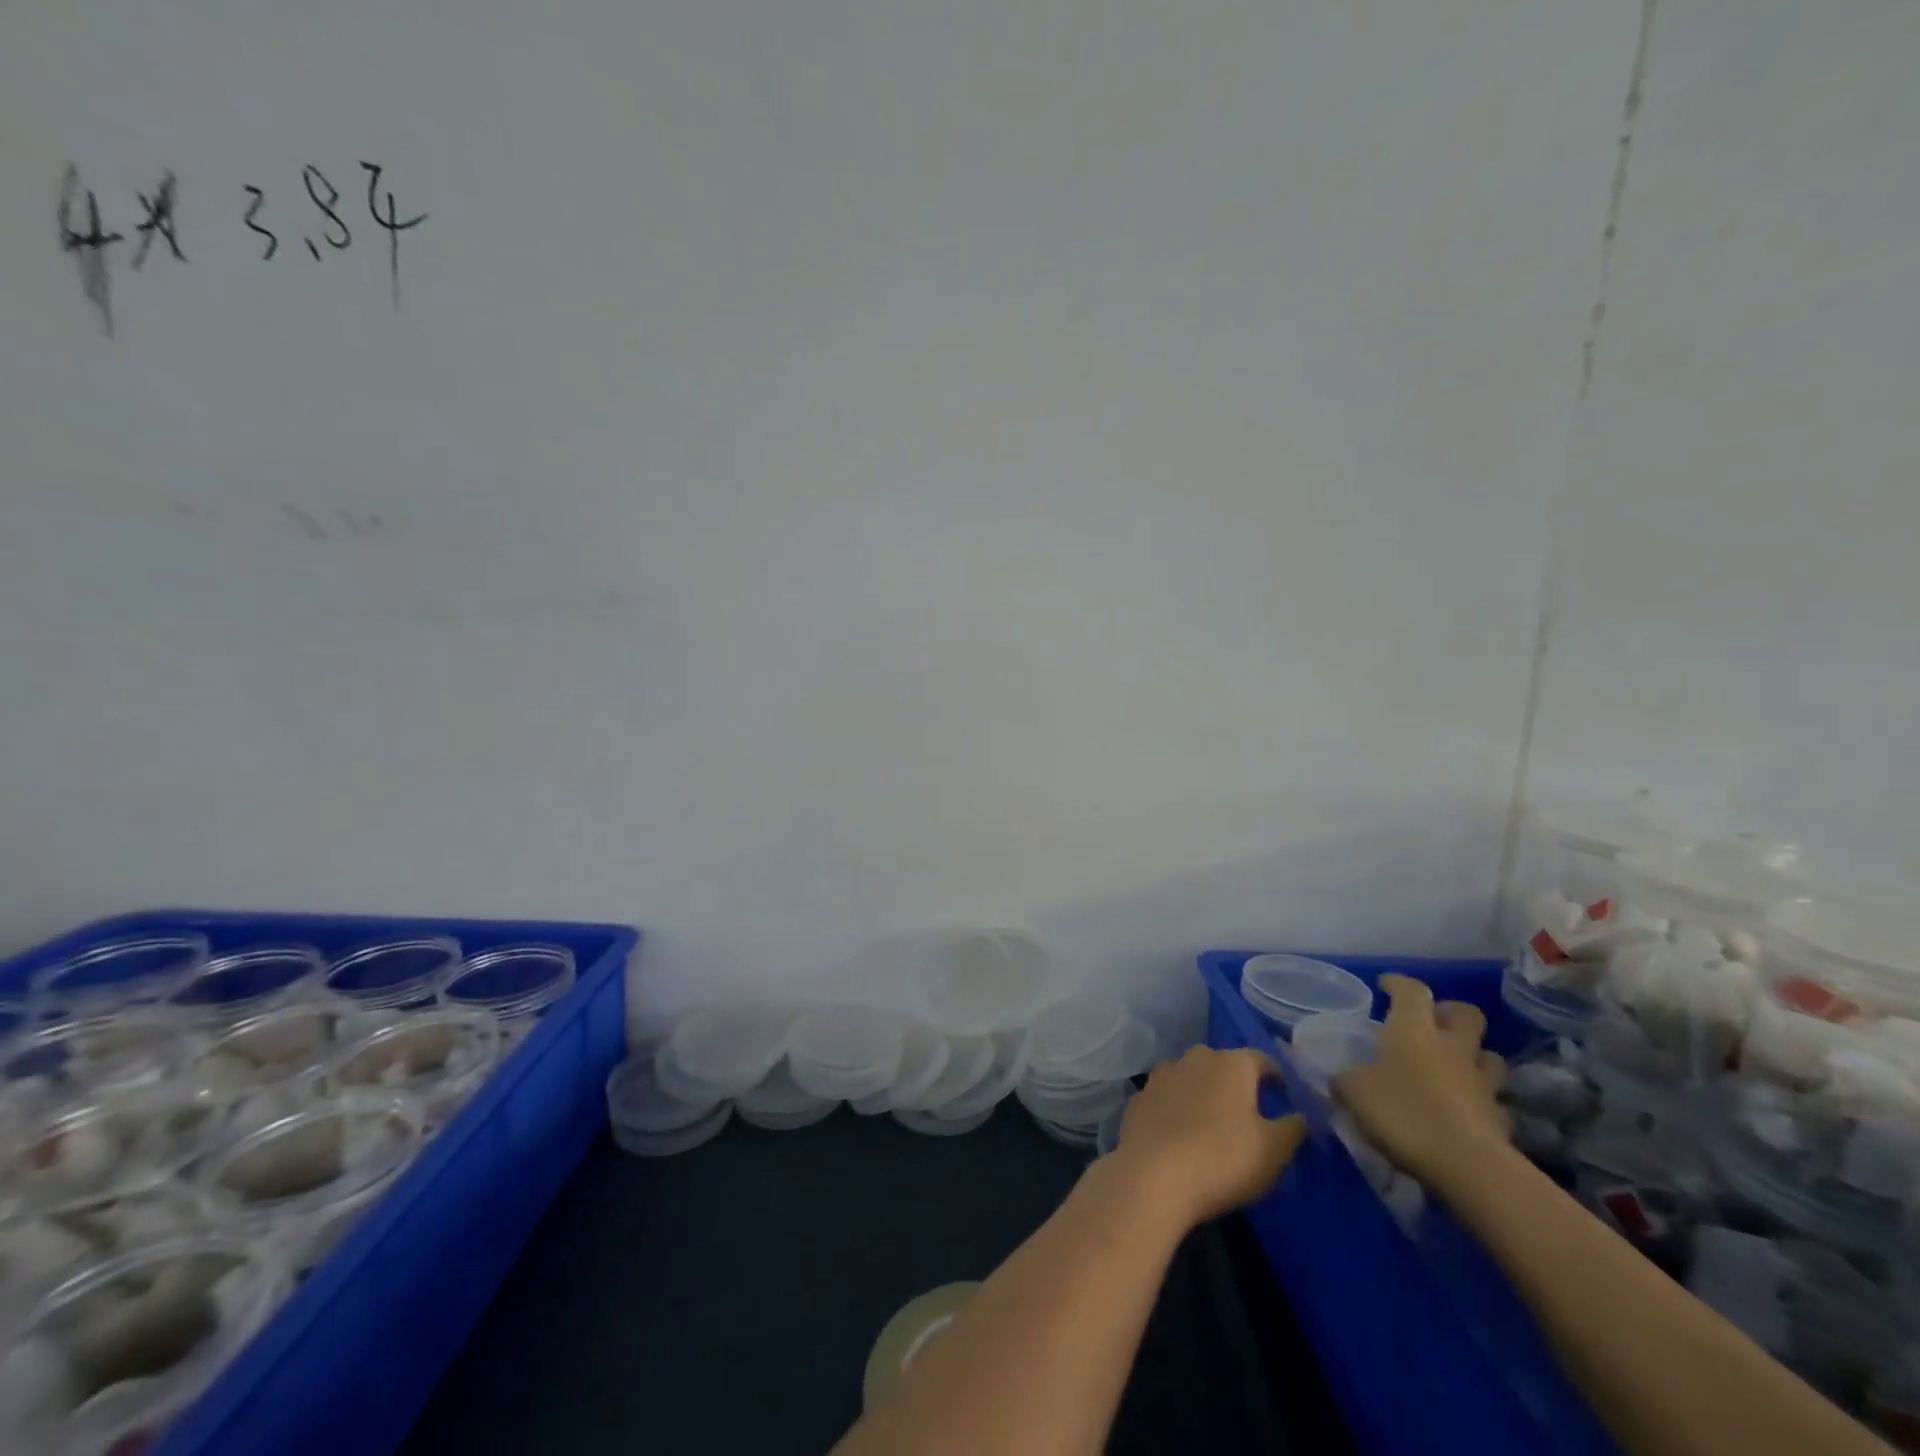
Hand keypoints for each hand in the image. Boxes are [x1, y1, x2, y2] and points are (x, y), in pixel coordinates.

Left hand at [1109, 1046, 1305, 1228]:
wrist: (1153, 1173)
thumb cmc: (1224, 1158)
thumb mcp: (1274, 1150)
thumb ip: (1292, 1128)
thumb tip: (1299, 1116)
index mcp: (1231, 1064)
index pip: (1260, 1059)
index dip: (1274, 1075)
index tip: (1283, 1091)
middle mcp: (1195, 1058)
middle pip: (1222, 1064)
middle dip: (1236, 1081)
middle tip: (1248, 1108)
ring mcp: (1162, 1074)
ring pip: (1191, 1076)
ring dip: (1203, 1091)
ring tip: (1213, 1119)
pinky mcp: (1140, 1096)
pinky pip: (1167, 1096)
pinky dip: (1177, 1107)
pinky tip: (1180, 1131)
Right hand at [1333, 974, 1508, 1191]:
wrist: (1468, 1167)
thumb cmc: (1404, 1113)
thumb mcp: (1355, 1092)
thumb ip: (1346, 1079)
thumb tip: (1339, 1079)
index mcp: (1414, 1030)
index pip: (1412, 991)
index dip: (1399, 984)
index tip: (1386, 985)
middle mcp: (1452, 1048)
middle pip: (1466, 1014)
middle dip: (1449, 1013)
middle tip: (1431, 1023)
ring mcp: (1482, 1083)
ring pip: (1488, 1056)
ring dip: (1473, 1056)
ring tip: (1453, 1067)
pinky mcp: (1501, 1119)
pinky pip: (1494, 1101)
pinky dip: (1481, 1101)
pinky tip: (1465, 1111)